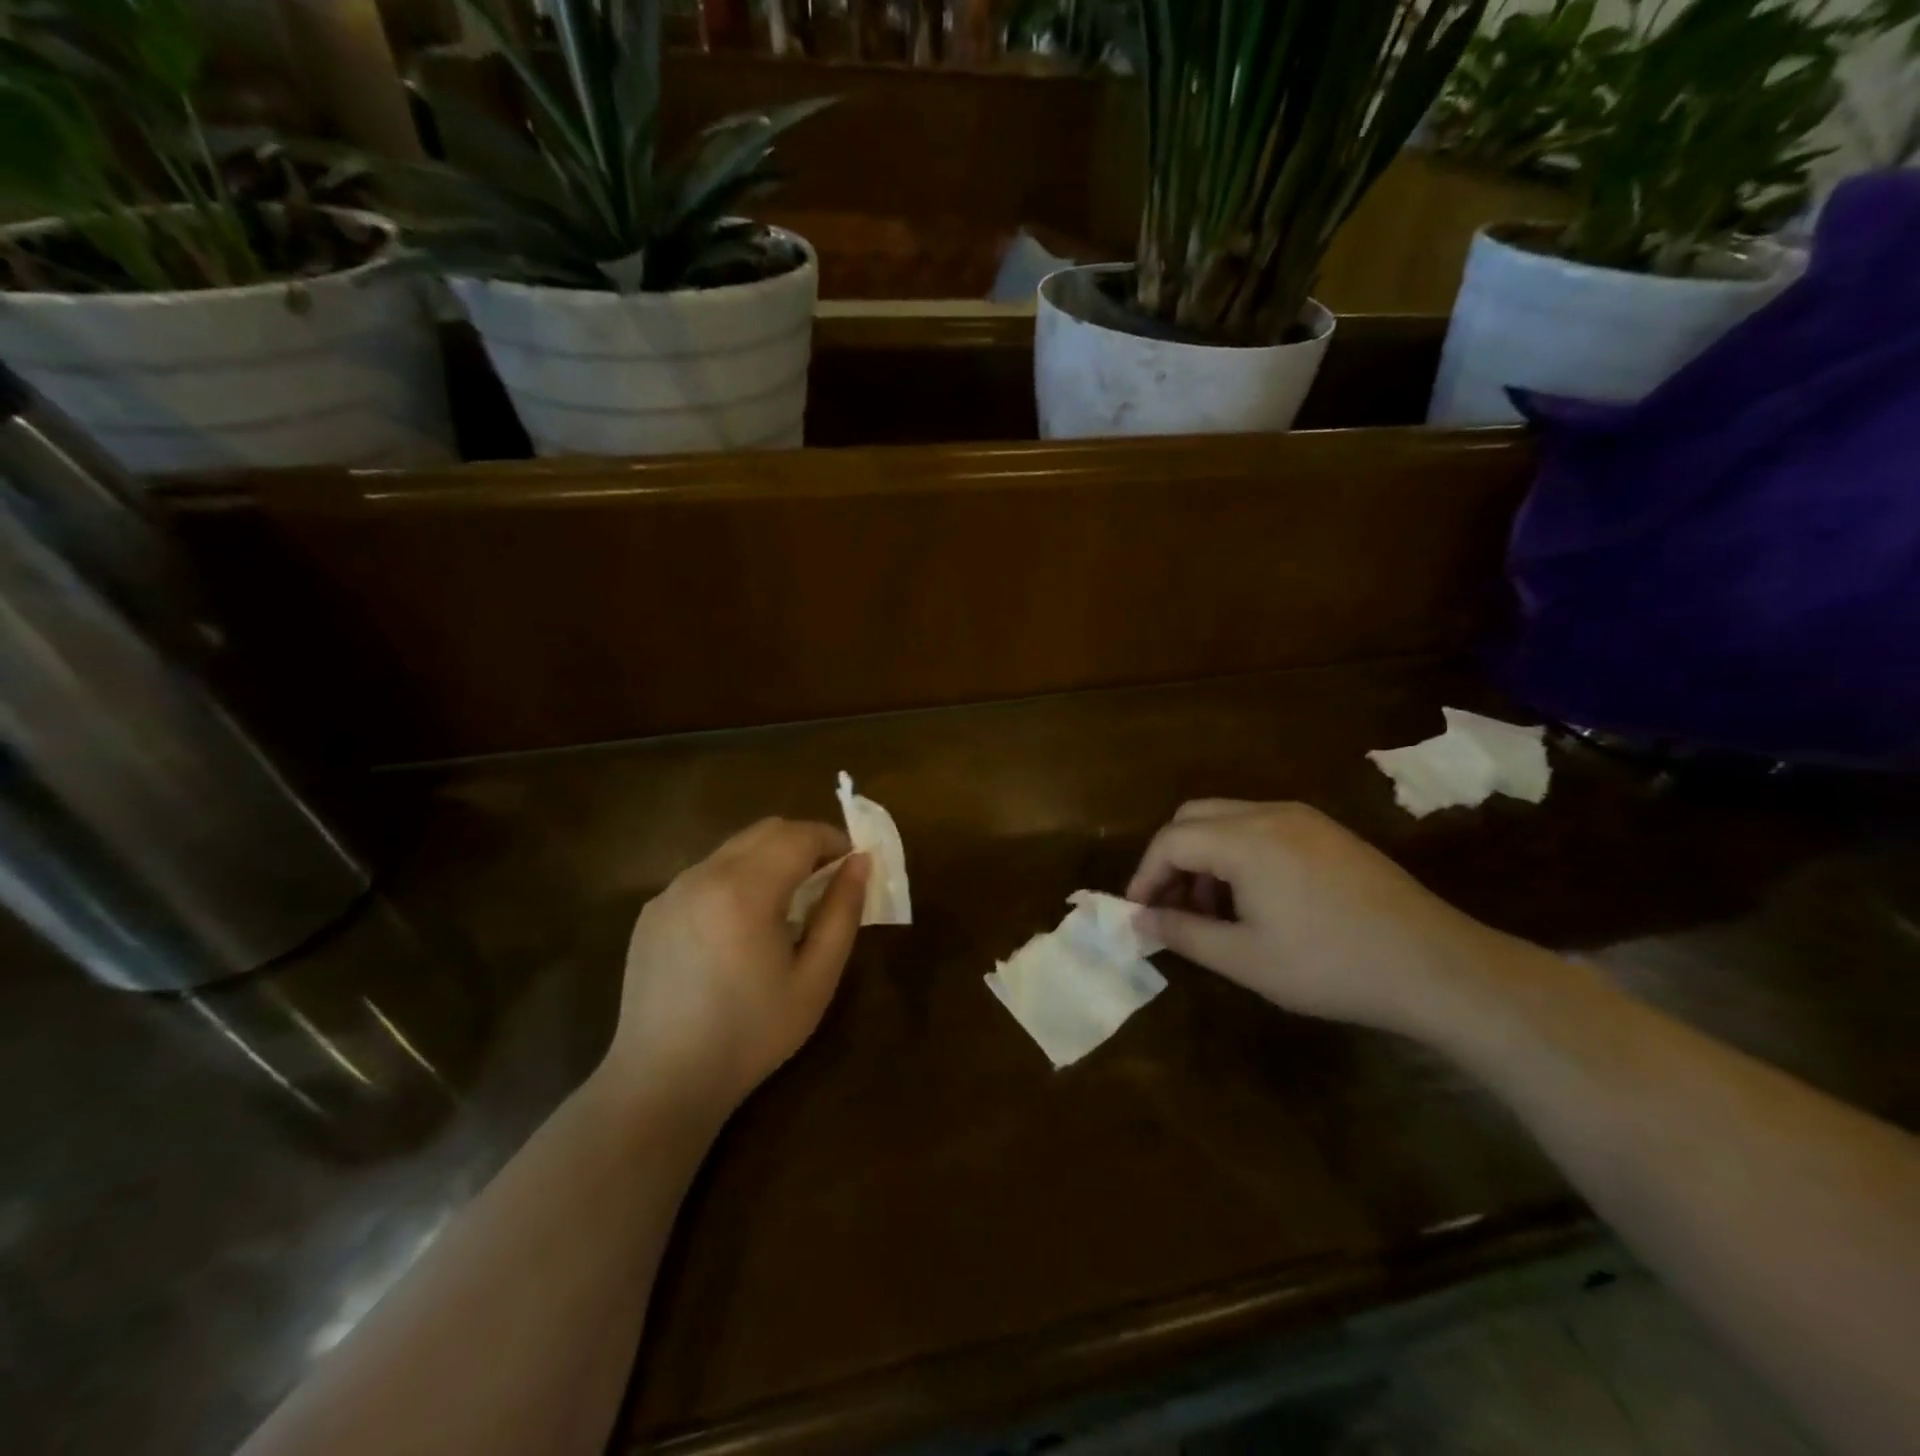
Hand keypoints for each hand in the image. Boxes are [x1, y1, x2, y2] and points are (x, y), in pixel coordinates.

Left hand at [604, 818, 868, 1117]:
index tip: (852, 866)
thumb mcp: (816, 978)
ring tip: (783, 907)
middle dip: (803, 844)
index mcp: (745, 890)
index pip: (799, 834)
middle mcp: (703, 875)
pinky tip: (737, 930)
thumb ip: (843, 912)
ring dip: (768, 860)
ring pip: (733, 849)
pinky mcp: (652, 911)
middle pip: (765, 831)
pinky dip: (734, 880)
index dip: (834, 841)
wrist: (664, 1081)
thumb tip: (861, 861)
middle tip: (825, 883)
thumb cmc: (752, 1033)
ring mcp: (671, 891)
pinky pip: (705, 875)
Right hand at [1128, 801, 1509, 1038]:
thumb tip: (1139, 920)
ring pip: (1227, 820)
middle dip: (1172, 860)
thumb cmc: (1331, 966)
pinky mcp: (1327, 832)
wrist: (1437, 967)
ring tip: (1214, 914)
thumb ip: (1183, 933)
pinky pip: (1261, 828)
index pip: (1171, 840)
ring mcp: (1303, 818)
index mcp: (1246, 839)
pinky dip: (1238, 854)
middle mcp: (1270, 813)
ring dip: (1205, 858)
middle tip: (1172, 908)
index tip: (1138, 914)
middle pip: (1194, 817)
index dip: (1145, 875)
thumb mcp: (1245, 959)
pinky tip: (1255, 901)